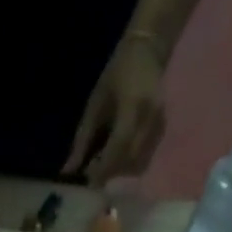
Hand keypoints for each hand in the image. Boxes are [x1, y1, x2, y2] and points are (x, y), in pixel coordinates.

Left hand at [63, 35, 167, 186]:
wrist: (148, 50)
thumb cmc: (117, 73)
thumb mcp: (95, 103)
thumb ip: (82, 139)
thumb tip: (68, 171)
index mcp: (134, 105)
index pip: (120, 144)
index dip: (103, 167)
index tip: (87, 181)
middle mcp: (151, 117)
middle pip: (130, 159)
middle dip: (110, 172)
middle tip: (92, 173)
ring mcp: (160, 124)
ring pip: (139, 163)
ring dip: (120, 171)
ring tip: (103, 164)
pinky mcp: (162, 130)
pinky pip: (145, 157)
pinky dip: (129, 164)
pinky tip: (116, 157)